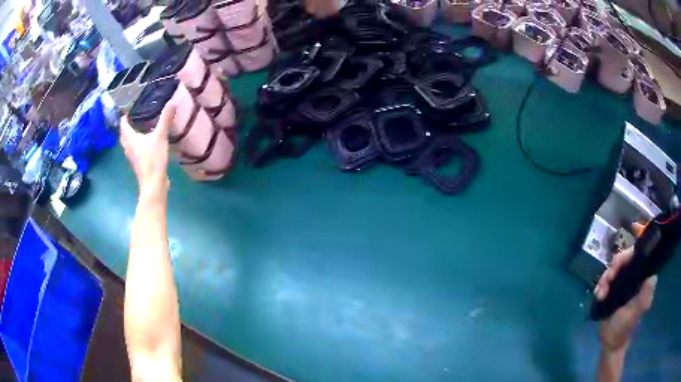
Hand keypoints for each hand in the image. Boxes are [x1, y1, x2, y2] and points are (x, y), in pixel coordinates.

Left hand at [120, 105, 174, 195]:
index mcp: (131, 139)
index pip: (124, 126)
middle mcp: (129, 148)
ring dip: (129, 138)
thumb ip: (165, 119)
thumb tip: (172, 101)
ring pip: (127, 145)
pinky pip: (133, 151)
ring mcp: (133, 158)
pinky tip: (143, 145)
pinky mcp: (138, 165)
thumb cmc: (153, 159)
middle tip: (130, 120)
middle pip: (123, 136)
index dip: (124, 118)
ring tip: (136, 130)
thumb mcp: (161, 136)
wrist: (153, 184)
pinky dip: (135, 146)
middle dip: (125, 128)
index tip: (127, 110)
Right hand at [594, 247, 656, 353]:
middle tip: (606, 282)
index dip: (626, 256)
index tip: (615, 268)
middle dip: (613, 268)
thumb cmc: (623, 328)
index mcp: (642, 279)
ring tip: (600, 294)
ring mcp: (624, 281)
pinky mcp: (614, 288)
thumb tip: (652, 277)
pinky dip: (601, 284)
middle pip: (624, 259)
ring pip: (614, 268)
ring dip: (605, 278)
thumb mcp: (634, 313)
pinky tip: (598, 295)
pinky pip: (607, 278)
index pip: (637, 256)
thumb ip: (644, 296)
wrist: (610, 342)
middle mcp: (634, 276)